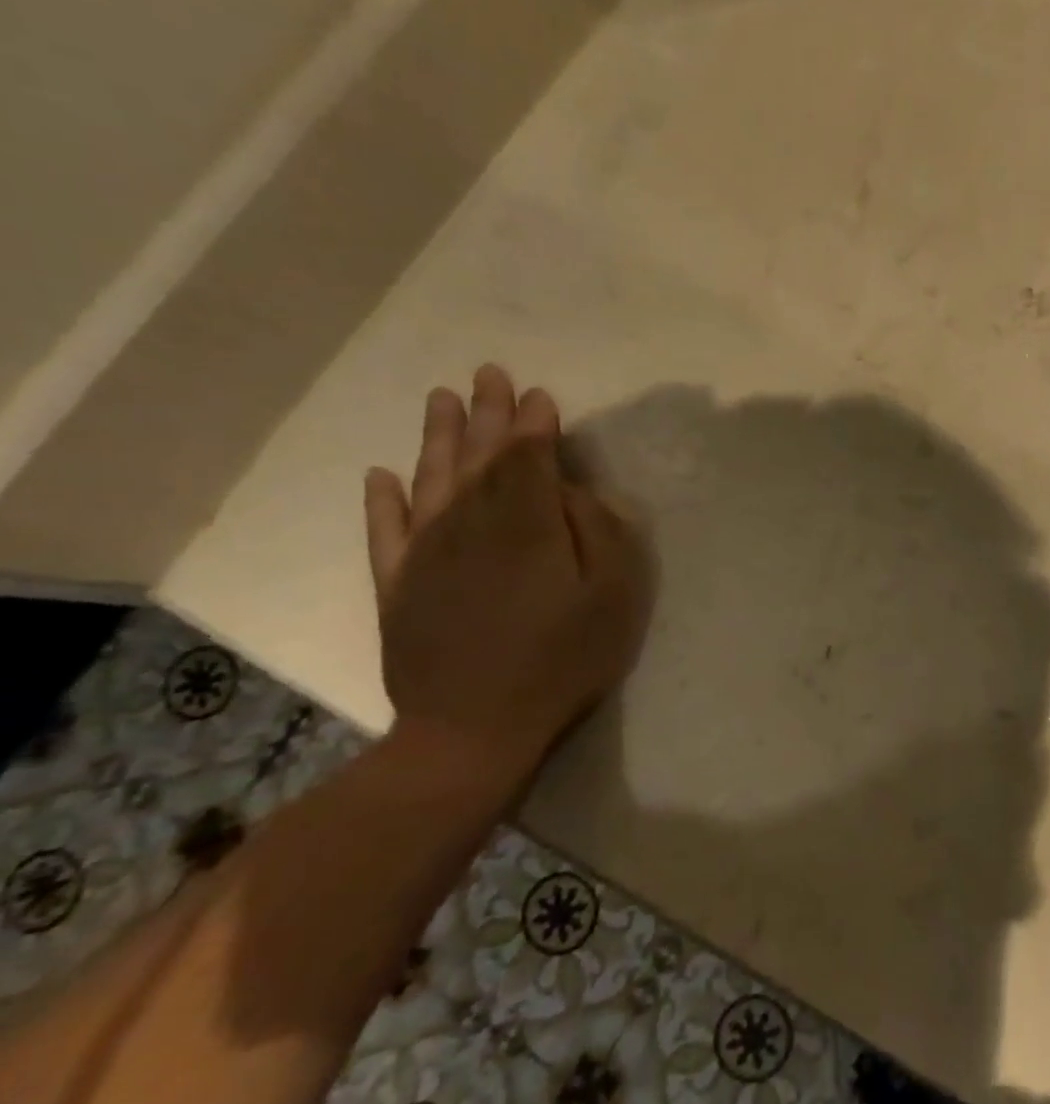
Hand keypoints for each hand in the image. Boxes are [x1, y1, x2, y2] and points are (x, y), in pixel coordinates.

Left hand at [363, 365, 650, 776]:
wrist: (473, 730)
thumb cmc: (562, 660)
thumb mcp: (613, 595)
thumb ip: (600, 531)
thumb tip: (573, 491)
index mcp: (525, 524)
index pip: (528, 457)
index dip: (533, 424)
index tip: (538, 395)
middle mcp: (469, 525)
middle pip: (478, 457)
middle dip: (486, 415)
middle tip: (487, 374)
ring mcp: (425, 555)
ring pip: (430, 480)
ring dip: (437, 437)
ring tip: (441, 398)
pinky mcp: (397, 587)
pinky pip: (385, 532)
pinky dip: (382, 501)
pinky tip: (381, 476)